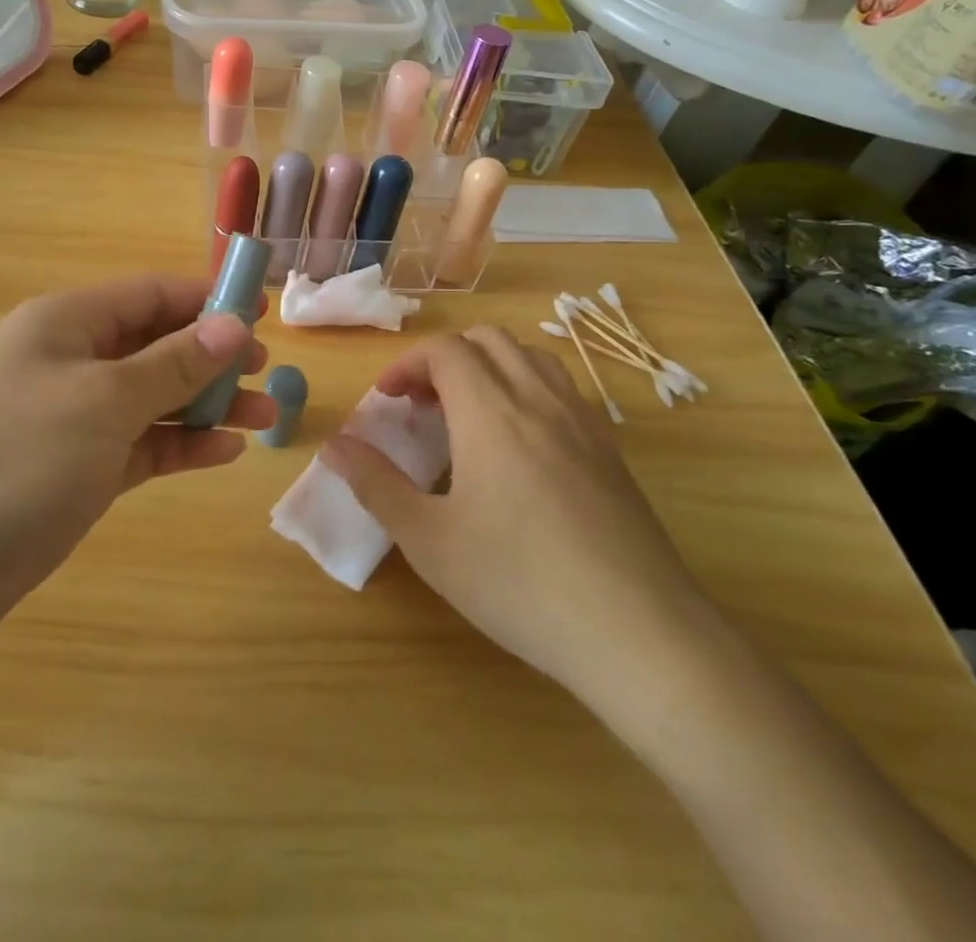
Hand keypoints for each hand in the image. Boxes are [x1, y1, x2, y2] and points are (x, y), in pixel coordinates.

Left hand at [0, 275, 278, 644]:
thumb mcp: (103, 398)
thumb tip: (232, 324)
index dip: (206, 298)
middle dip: (212, 355)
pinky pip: (142, 445)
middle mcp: (71, 361)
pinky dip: (181, 445)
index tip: (261, 312)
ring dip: (207, 404)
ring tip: (265, 417)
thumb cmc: (17, 453)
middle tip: (265, 372)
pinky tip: (225, 453)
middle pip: (156, 344)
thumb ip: (172, 362)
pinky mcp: (78, 469)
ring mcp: (73, 418)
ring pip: (154, 397)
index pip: (150, 294)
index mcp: (68, 322)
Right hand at [321, 327, 708, 707]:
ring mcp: (583, 422)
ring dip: (489, 366)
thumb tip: (333, 445)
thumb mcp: (428, 540)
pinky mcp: (612, 451)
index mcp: (491, 411)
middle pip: (487, 341)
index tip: (386, 400)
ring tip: (467, 413)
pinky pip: (562, 389)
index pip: (445, 350)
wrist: (641, 635)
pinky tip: (520, 445)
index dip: (407, 364)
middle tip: (421, 404)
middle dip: (444, 358)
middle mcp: (539, 400)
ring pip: (531, 357)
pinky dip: (527, 388)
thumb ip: (374, 484)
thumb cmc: (519, 583)